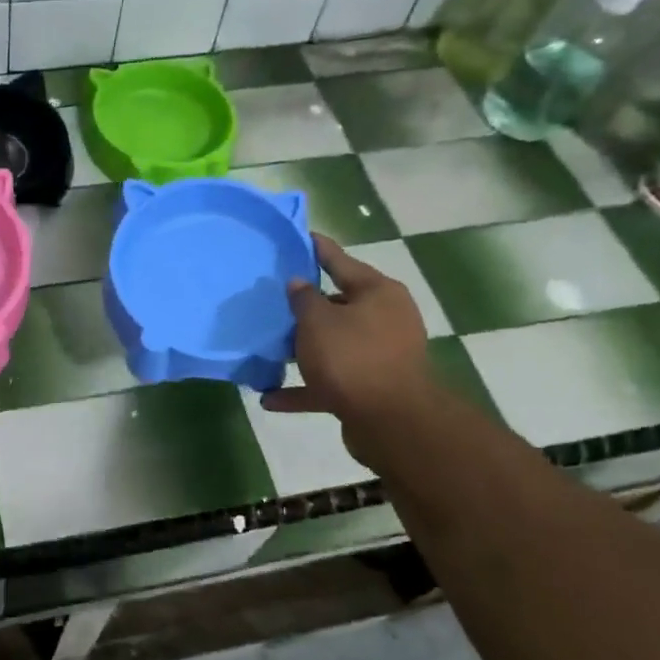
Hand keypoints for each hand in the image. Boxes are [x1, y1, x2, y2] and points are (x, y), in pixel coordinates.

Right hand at [261, 233, 434, 452]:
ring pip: (333, 344)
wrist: (391, 422)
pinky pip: (330, 381)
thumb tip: (299, 283)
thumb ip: (303, 298)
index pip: (340, 261)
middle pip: (338, 305)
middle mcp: (385, 319)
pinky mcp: (370, 387)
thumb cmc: (352, 357)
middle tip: (273, 297)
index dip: (316, 249)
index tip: (298, 237)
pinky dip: (304, 386)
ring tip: (268, 346)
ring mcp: (380, 355)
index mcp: (378, 293)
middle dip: (306, 306)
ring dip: (303, 348)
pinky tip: (271, 397)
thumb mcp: (317, 321)